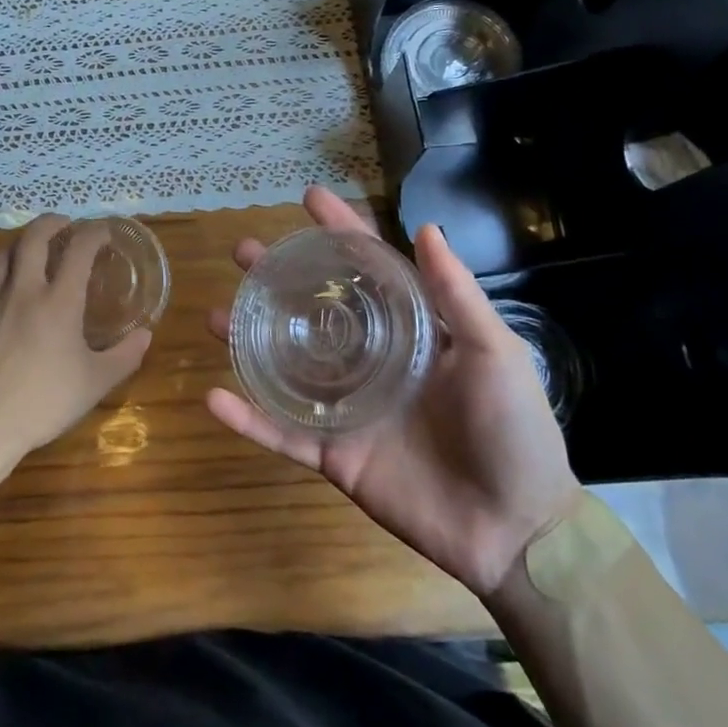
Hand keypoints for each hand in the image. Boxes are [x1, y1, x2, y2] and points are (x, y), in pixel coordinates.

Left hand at [0, 215, 152, 461]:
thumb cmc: (44, 402)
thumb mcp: (95, 383)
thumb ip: (124, 356)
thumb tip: (145, 335)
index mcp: (59, 300)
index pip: (79, 249)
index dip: (94, 233)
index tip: (103, 231)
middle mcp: (22, 290)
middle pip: (33, 237)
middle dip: (51, 223)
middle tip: (64, 225)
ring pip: (2, 255)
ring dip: (21, 245)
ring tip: (31, 250)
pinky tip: (0, 290)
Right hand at [207, 188, 580, 596]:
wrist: (514, 528)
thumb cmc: (514, 430)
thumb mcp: (494, 353)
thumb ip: (456, 296)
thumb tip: (425, 228)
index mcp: (410, 332)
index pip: (369, 268)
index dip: (340, 231)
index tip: (308, 198)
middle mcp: (372, 361)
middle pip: (314, 310)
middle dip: (278, 279)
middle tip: (243, 254)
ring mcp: (348, 408)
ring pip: (287, 366)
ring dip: (248, 341)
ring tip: (215, 316)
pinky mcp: (334, 453)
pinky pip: (282, 433)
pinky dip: (247, 419)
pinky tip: (213, 397)